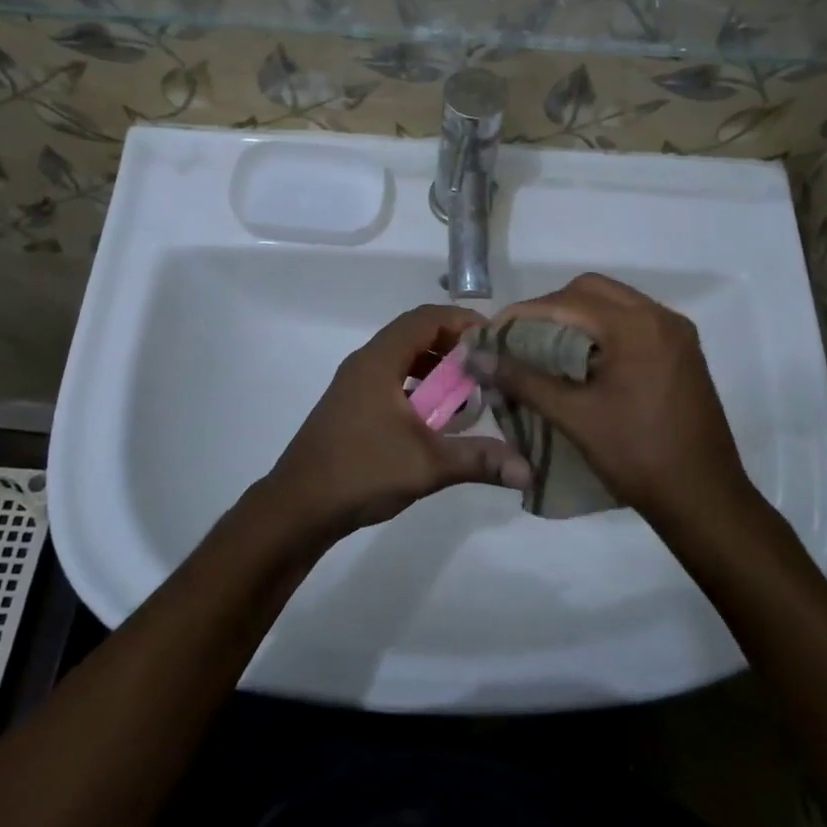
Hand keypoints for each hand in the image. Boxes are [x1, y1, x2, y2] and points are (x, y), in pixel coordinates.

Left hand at [260, 304, 532, 543]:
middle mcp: (366, 362)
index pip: (426, 318)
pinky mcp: (352, 405)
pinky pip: (392, 379)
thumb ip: (479, 459)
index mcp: (380, 360)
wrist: (297, 508)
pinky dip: (418, 387)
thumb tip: (529, 470)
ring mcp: (355, 384)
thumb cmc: (360, 472)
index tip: (496, 340)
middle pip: (415, 334)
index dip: (463, 321)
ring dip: (436, 368)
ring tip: (468, 391)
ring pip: (403, 358)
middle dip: (454, 346)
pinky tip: (436, 418)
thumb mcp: (427, 464)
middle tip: (489, 367)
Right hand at [478, 274, 749, 524]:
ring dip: (578, 316)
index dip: (524, 314)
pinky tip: (583, 360)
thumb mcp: (574, 416)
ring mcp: (677, 333)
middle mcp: (660, 317)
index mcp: (636, 326)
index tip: (492, 333)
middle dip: (551, 308)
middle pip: (592, 291)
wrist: (704, 499)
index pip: (567, 302)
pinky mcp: (683, 352)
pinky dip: (603, 330)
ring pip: (614, 303)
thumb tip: (477, 357)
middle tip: (521, 337)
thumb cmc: (637, 456)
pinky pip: (634, 322)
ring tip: (546, 347)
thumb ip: (523, 379)